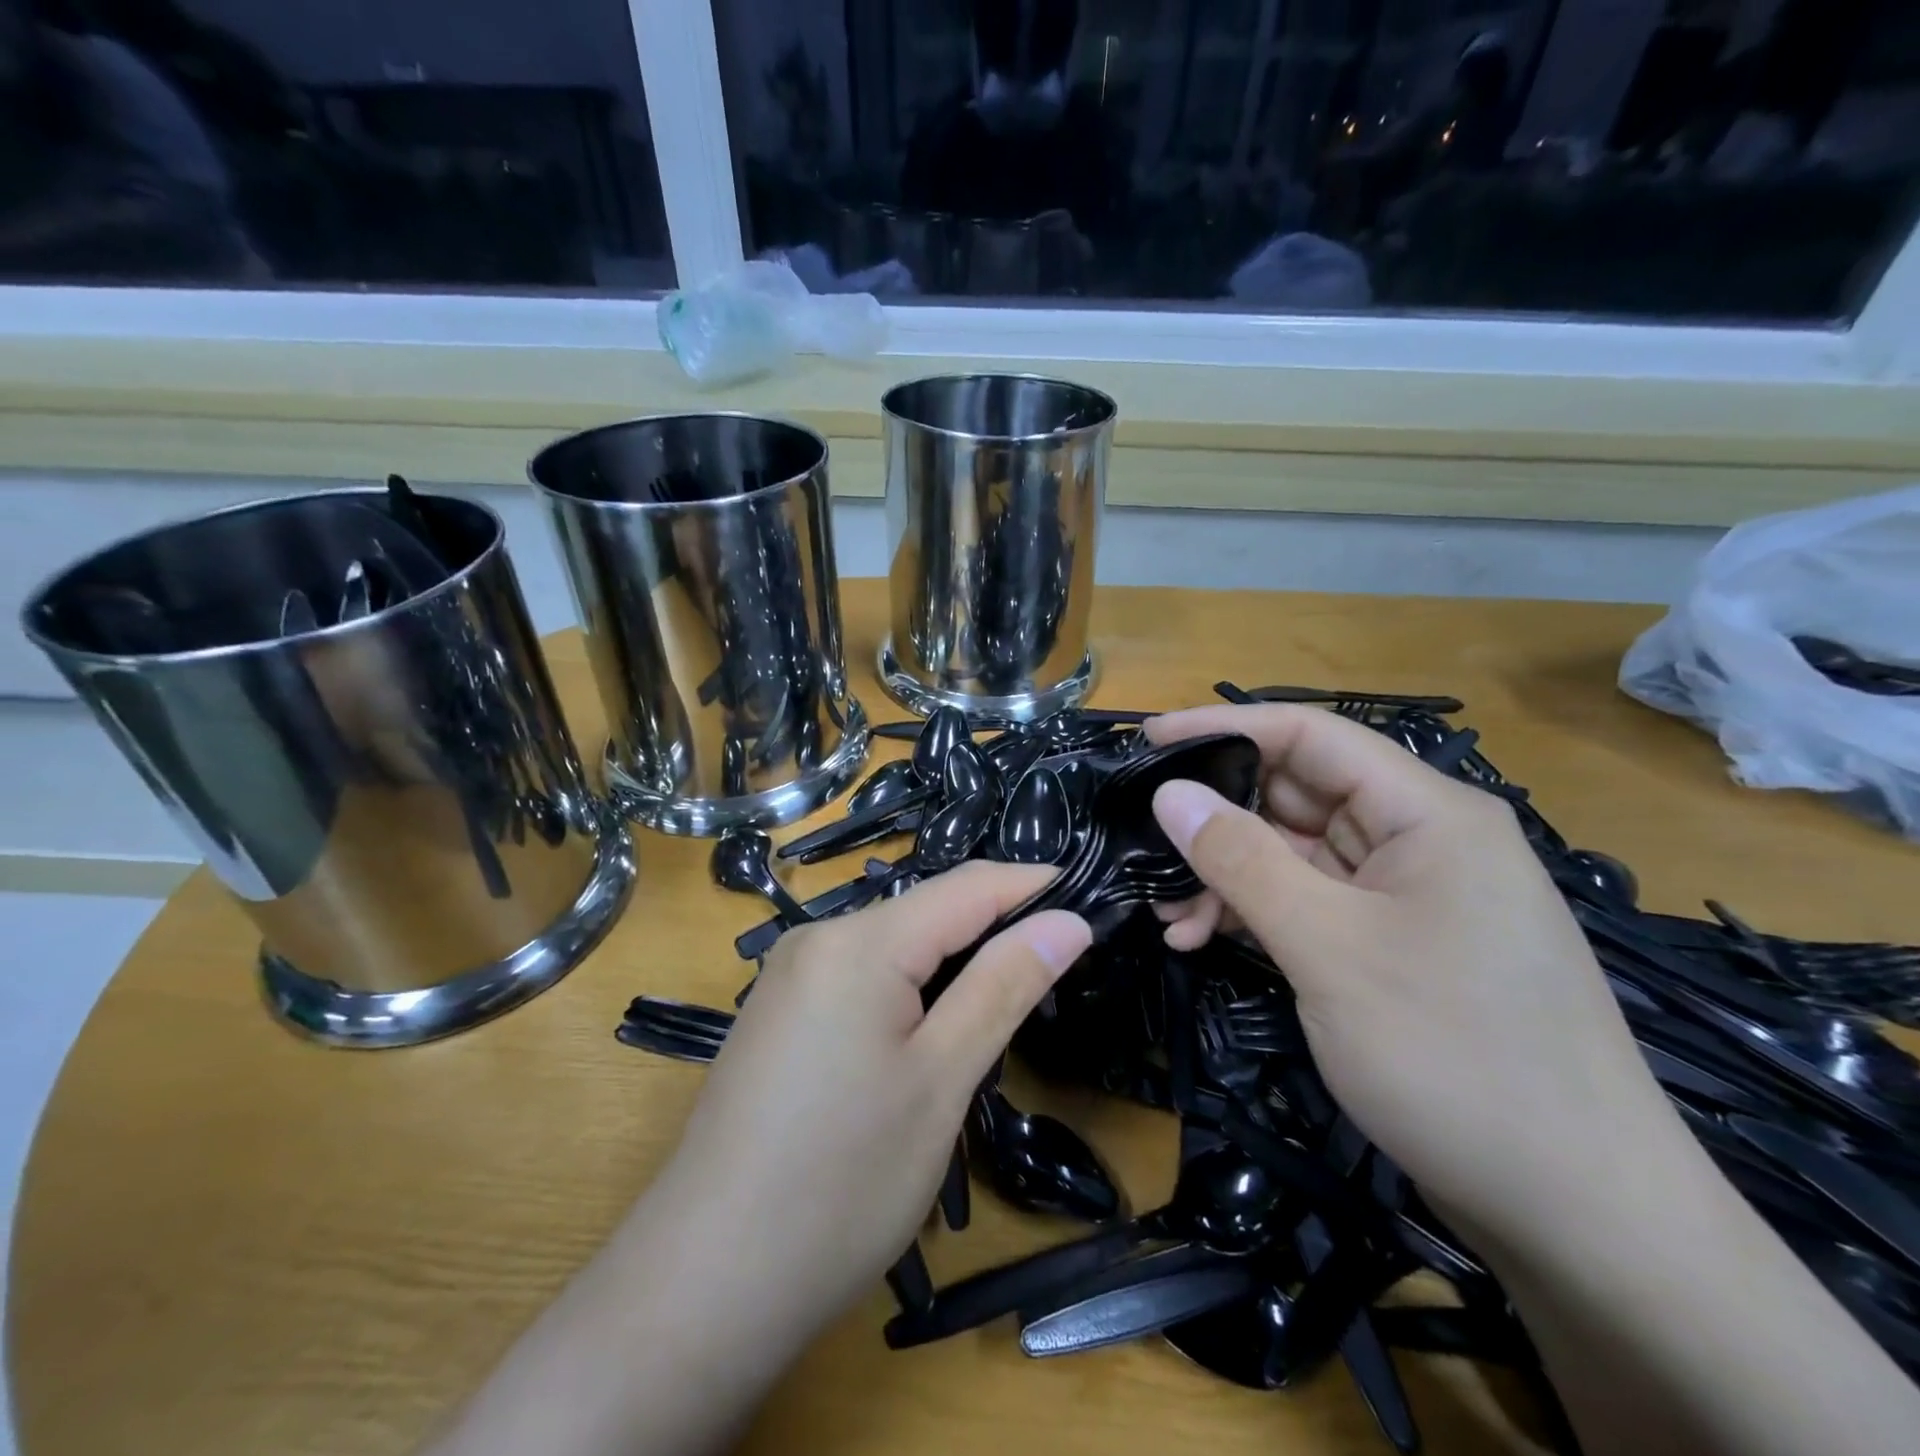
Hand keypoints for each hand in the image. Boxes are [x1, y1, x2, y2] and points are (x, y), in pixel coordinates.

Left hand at [661, 862, 1090, 1341]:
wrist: (704, 1282)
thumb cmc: (842, 1182)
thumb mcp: (942, 1080)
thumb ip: (1004, 985)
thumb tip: (1067, 921)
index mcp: (858, 942)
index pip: (966, 886)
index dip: (1031, 885)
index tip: (1090, 898)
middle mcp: (817, 938)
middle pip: (926, 910)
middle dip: (994, 926)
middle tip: (1059, 963)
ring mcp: (789, 975)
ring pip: (893, 942)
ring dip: (953, 959)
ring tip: (1010, 993)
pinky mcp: (778, 1012)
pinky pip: (860, 972)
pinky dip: (910, 983)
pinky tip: (931, 1025)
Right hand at [1145, 704, 1681, 1241]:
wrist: (1581, 1215)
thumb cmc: (1455, 1055)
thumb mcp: (1329, 948)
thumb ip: (1242, 860)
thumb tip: (1170, 792)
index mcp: (1428, 813)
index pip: (1310, 735)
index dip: (1223, 728)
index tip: (1146, 740)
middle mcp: (1421, 839)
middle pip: (1298, 795)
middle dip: (1217, 819)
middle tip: (1144, 843)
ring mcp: (1408, 896)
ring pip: (1296, 854)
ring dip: (1229, 877)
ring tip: (1170, 916)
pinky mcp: (1395, 945)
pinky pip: (1311, 904)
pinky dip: (1257, 915)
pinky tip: (1205, 941)